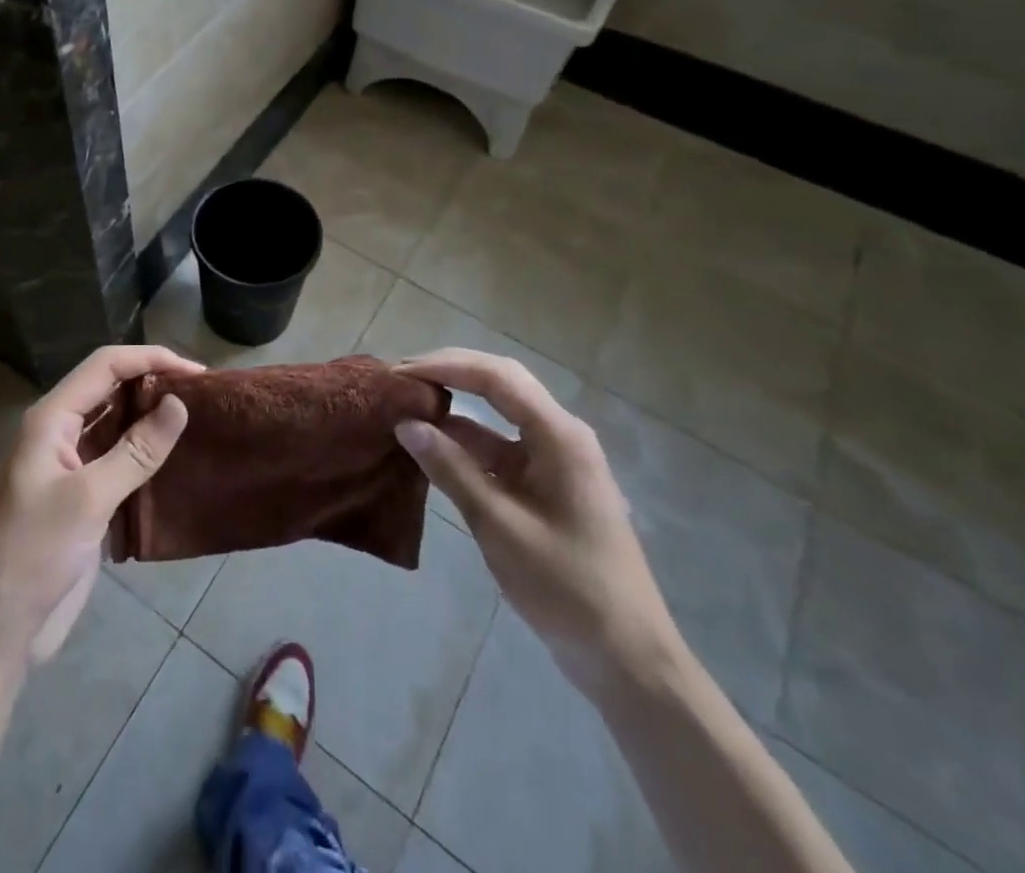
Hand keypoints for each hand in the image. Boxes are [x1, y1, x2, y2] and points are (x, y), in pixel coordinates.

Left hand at [0, 344, 197, 665]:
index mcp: (51, 419)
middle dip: (154, 384)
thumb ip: (135, 451)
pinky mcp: (85, 497)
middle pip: (112, 389)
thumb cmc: (33, 554)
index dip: (150, 359)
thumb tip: (179, 404)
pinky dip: (148, 454)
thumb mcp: (88, 499)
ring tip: (201, 419)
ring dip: (153, 418)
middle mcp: (61, 432)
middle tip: (205, 395)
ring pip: (118, 424)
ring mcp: (72, 465)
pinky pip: (120, 460)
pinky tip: (180, 459)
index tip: (197, 373)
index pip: (105, 365)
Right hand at [392, 349, 681, 698]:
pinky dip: (464, 444)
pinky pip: (499, 449)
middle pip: (499, 385)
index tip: (399, 373)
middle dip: (448, 374)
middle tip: (398, 380)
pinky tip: (430, 449)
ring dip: (453, 409)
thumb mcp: (499, 525)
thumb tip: (405, 424)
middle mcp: (559, 435)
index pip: (496, 377)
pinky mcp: (545, 486)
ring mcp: (553, 461)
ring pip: (496, 417)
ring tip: (404, 407)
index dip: (445, 366)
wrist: (626, 658)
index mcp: (559, 435)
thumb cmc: (567, 586)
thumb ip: (451, 469)